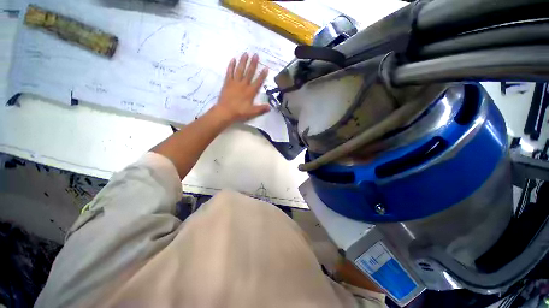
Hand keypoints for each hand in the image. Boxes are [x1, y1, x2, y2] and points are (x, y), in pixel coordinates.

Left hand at [212, 53, 269, 124]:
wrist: (225, 111)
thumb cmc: (239, 112)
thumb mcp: (252, 112)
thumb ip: (261, 109)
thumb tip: (270, 107)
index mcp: (250, 92)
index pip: (258, 82)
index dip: (262, 75)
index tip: (266, 68)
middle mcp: (243, 85)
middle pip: (249, 73)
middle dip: (253, 64)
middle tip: (256, 54)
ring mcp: (235, 83)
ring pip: (240, 70)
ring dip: (243, 62)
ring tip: (245, 53)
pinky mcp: (227, 83)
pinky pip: (229, 72)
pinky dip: (231, 66)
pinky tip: (233, 59)